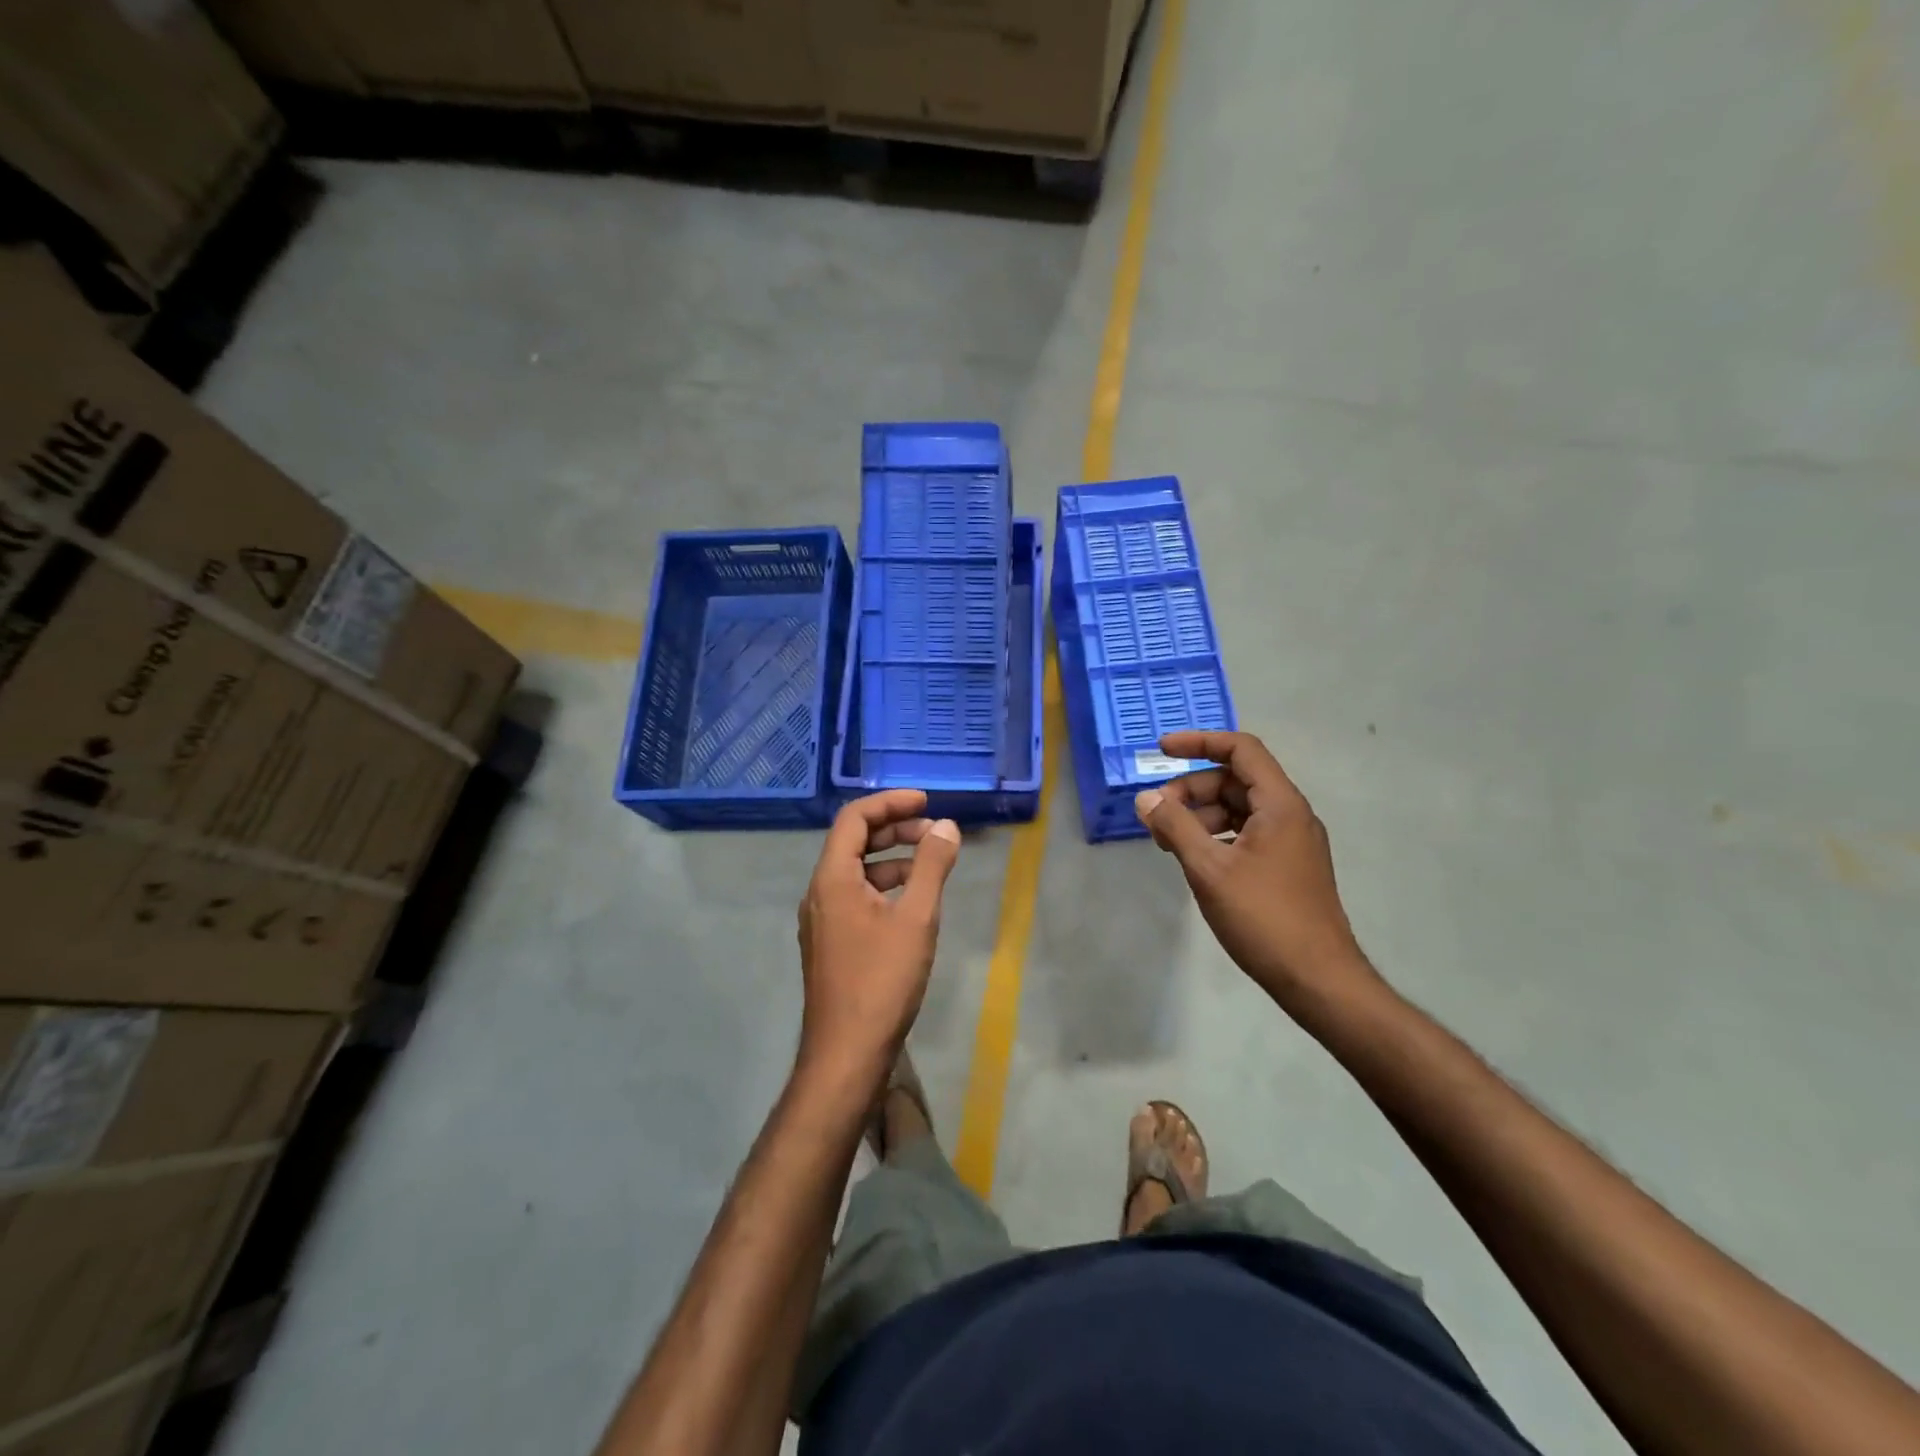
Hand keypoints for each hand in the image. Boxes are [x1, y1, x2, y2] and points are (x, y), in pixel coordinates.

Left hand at [796, 791, 960, 1080]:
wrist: (846, 1054)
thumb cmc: (882, 981)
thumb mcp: (917, 918)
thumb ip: (931, 866)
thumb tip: (946, 825)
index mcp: (832, 879)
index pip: (854, 818)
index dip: (890, 803)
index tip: (926, 801)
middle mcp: (819, 893)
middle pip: (853, 842)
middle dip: (894, 829)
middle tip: (935, 831)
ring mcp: (822, 920)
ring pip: (856, 871)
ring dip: (892, 858)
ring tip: (931, 862)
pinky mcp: (830, 942)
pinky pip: (856, 896)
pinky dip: (885, 886)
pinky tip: (913, 901)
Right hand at [1135, 731, 1378, 1013]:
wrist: (1318, 979)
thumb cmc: (1263, 917)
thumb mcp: (1209, 869)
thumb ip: (1175, 826)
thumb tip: (1145, 798)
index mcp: (1280, 805)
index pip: (1241, 750)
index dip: (1199, 742)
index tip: (1161, 749)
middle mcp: (1291, 815)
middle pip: (1235, 780)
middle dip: (1191, 789)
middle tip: (1156, 815)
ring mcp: (1292, 842)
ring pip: (1239, 809)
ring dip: (1200, 815)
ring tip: (1168, 842)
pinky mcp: (1287, 867)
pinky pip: (1246, 834)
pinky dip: (1216, 836)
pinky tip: (1194, 859)